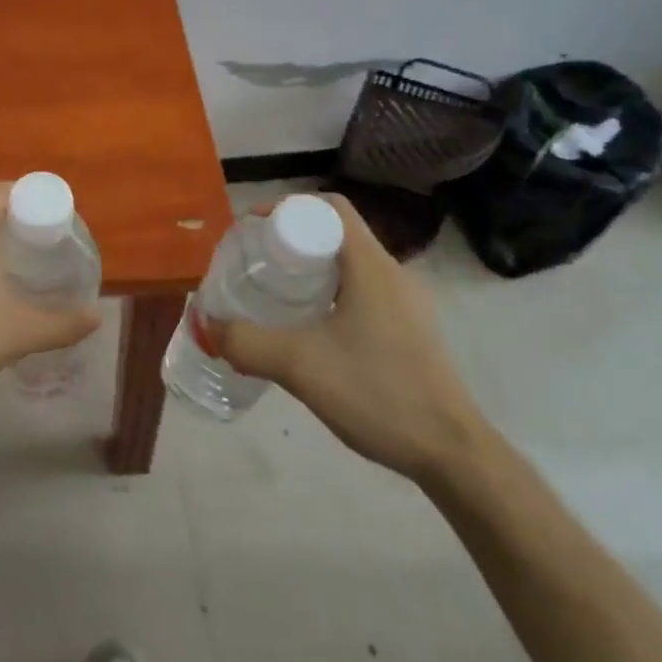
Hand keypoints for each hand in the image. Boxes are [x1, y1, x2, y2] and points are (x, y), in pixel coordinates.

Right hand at [213, 193, 488, 483]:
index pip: (330, 208)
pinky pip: (361, 293)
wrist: (453, 454)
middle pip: (336, 234)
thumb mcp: (300, 366)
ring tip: (274, 294)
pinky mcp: (409, 332)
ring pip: (348, 266)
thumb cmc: (378, 393)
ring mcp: (406, 305)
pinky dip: (328, 296)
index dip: (287, 207)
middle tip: (255, 263)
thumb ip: (247, 343)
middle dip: (291, 241)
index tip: (252, 230)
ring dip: (309, 271)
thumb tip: (208, 327)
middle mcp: (392, 275)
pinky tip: (308, 331)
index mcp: (371, 266)